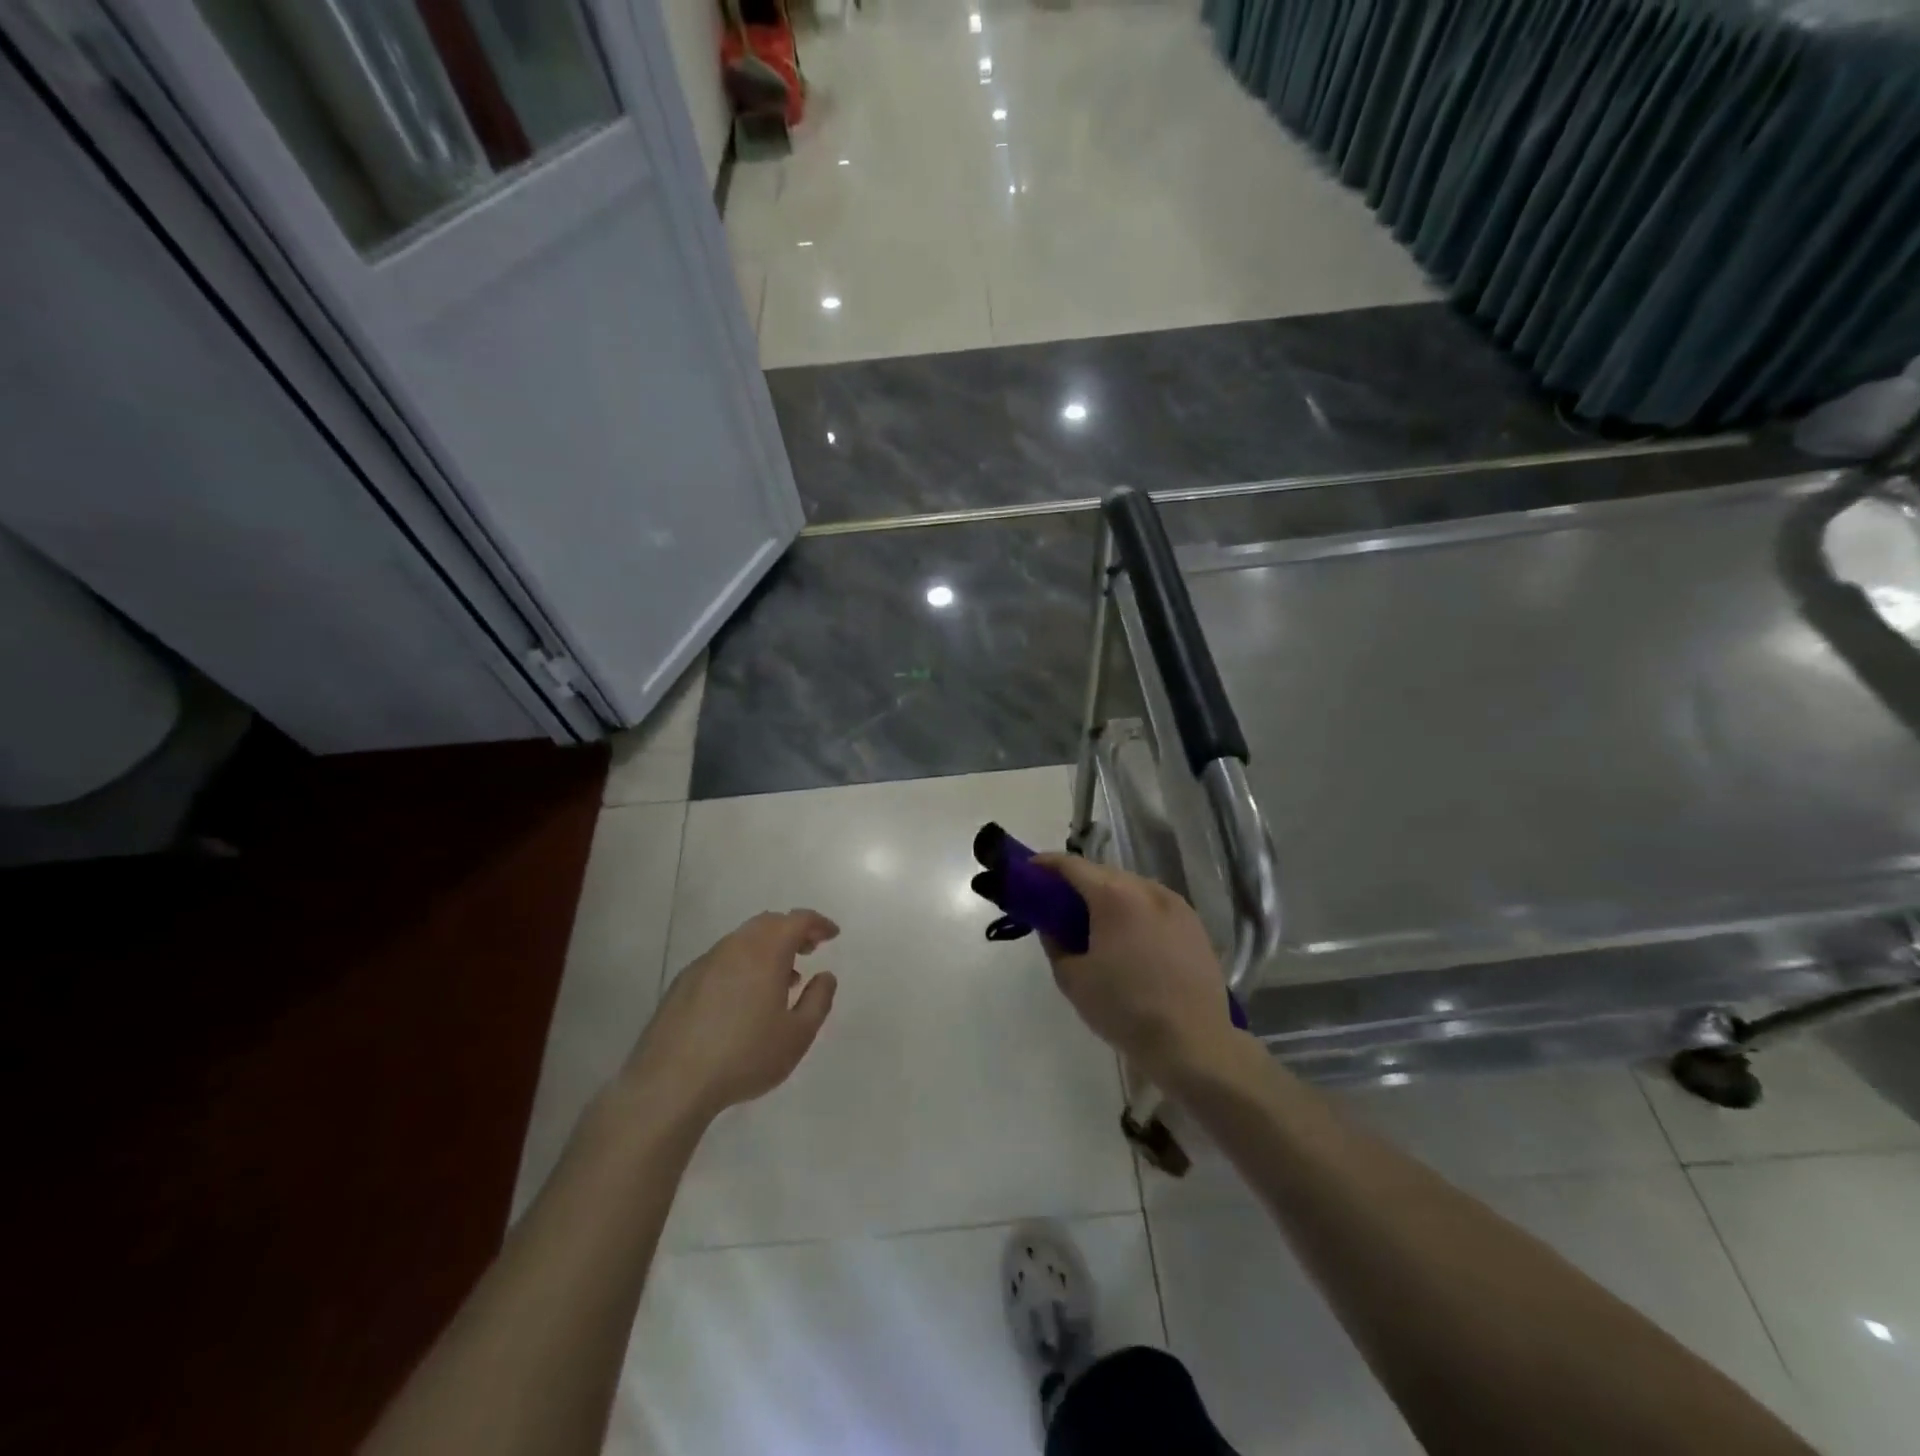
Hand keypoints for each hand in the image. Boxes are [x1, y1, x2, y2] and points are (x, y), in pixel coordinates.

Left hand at [621, 909, 839, 1123]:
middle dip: (792, 931)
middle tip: (808, 951)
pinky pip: (722, 959)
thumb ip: (818, 1000)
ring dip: (767, 948)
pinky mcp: (683, 982)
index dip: (818, 924)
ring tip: (780, 980)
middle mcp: (734, 947)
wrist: (670, 1082)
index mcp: (765, 952)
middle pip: (768, 923)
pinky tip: (743, 998)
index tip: (832, 935)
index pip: (797, 920)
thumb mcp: (797, 1035)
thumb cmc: (745, 1056)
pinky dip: (742, 963)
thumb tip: (825, 976)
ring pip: (743, 940)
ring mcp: (705, 962)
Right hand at [1031, 854, 1234, 1077]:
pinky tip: (1130, 939)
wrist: (1193, 1043)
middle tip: (1058, 905)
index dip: (1046, 865)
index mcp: (1114, 896)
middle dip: (1078, 883)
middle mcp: (1146, 889)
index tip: (1029, 872)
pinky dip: (1135, 911)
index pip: (1072, 865)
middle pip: (1103, 873)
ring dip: (1108, 896)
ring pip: (1132, 888)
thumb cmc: (1125, 1009)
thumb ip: (1055, 943)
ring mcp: (1175, 904)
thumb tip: (1051, 926)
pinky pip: (1154, 906)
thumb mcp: (1073, 979)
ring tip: (1094, 923)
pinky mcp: (1194, 924)